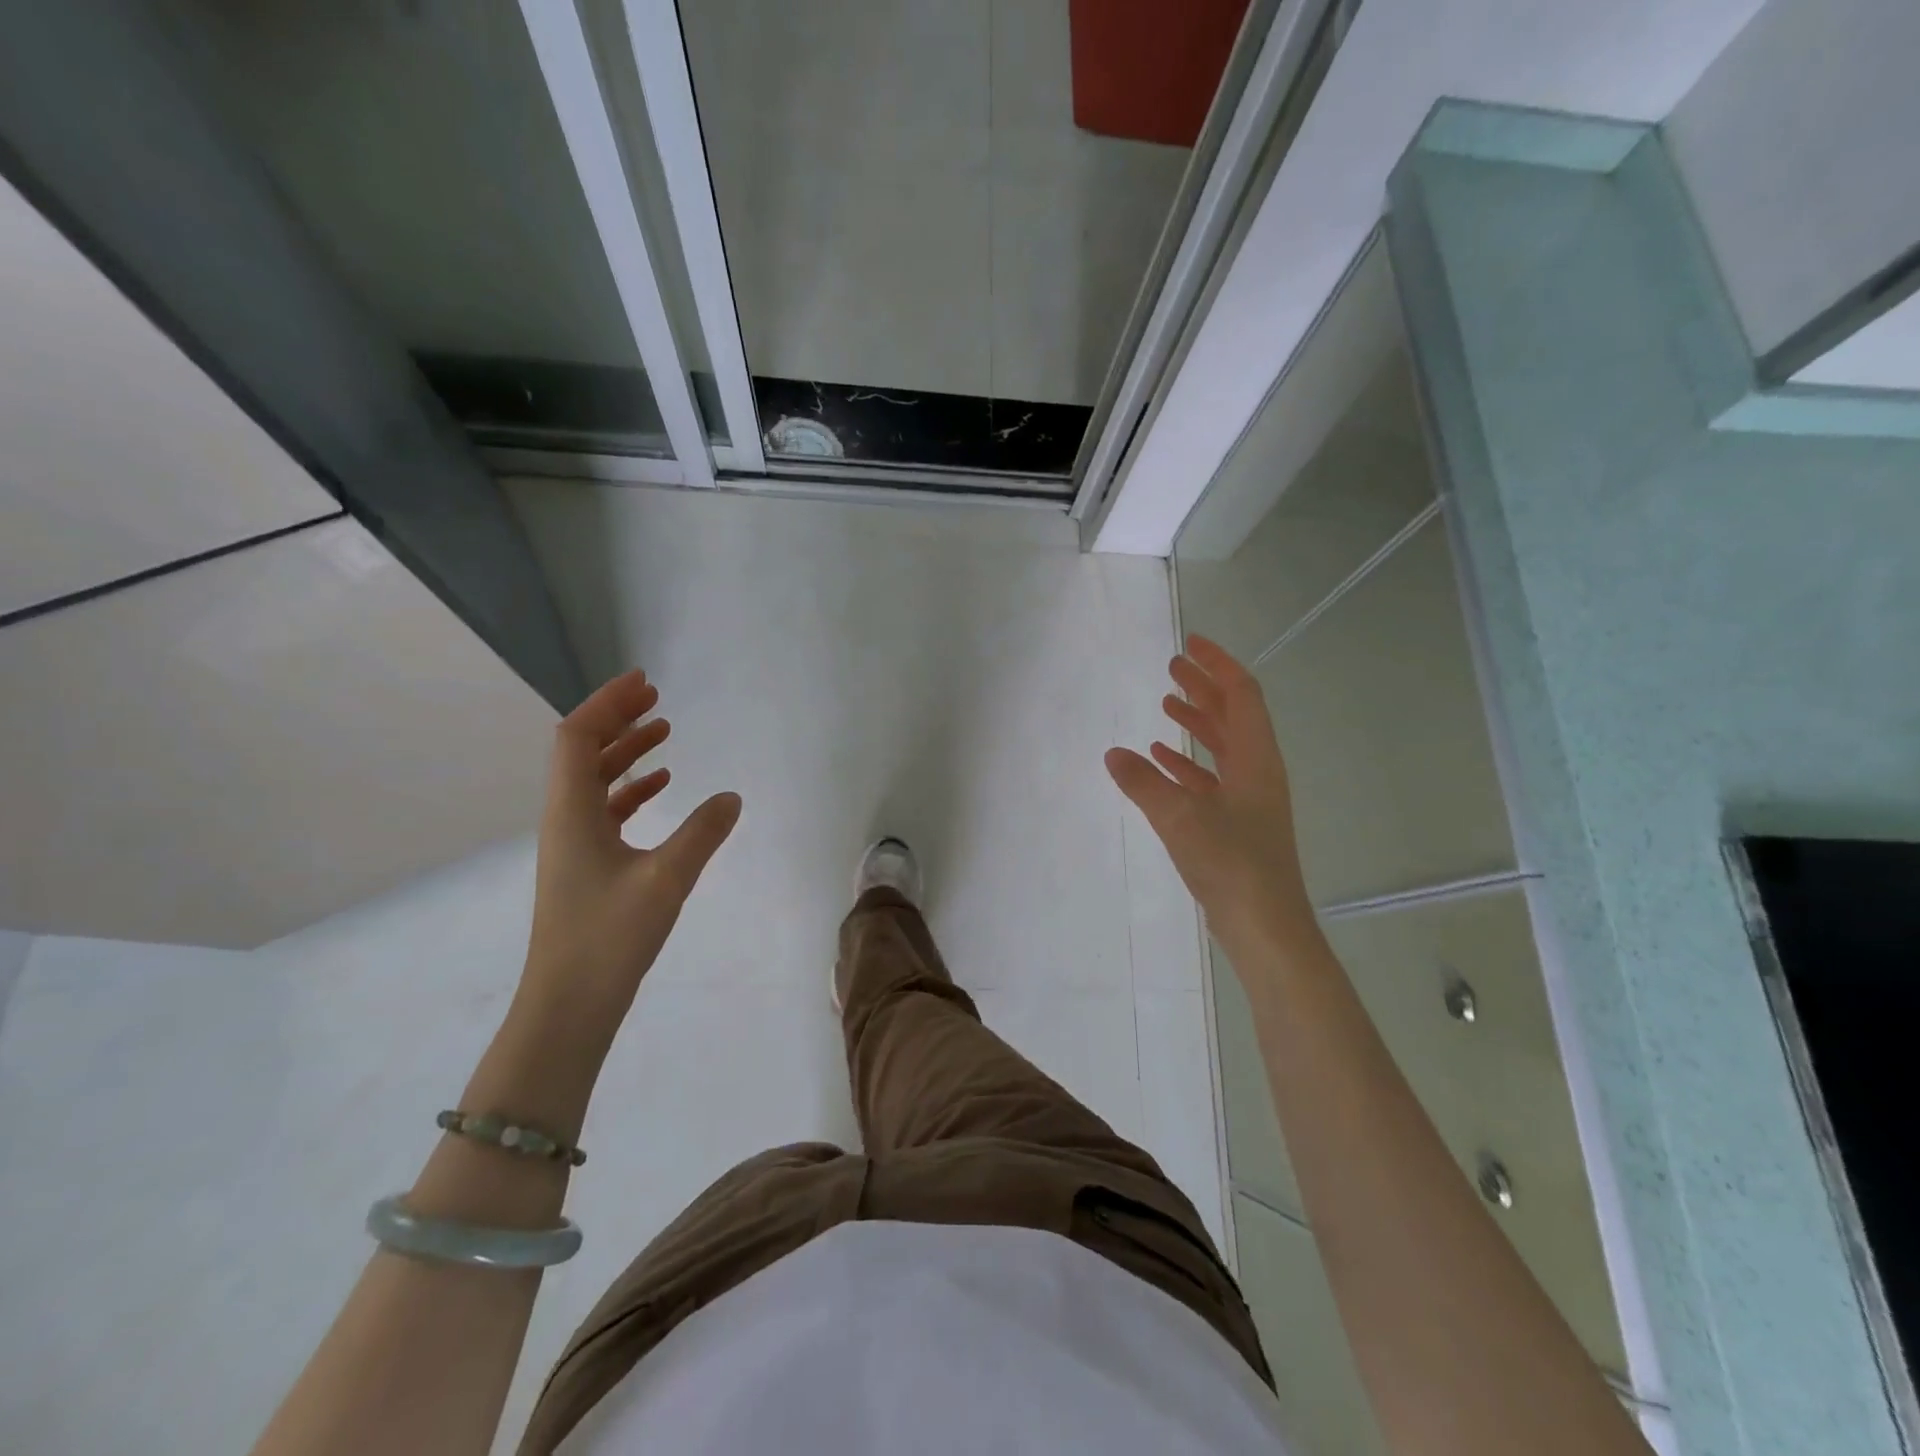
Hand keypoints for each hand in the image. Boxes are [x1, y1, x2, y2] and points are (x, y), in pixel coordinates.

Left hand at [519, 670, 740, 1044]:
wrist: (568, 1005)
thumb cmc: (610, 937)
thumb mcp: (666, 879)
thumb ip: (703, 833)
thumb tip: (733, 796)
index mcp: (571, 812)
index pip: (577, 736)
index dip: (607, 703)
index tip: (645, 682)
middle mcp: (564, 819)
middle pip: (582, 751)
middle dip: (617, 719)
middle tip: (657, 699)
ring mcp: (572, 844)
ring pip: (593, 780)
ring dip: (625, 752)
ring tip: (663, 733)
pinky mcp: (585, 866)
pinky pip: (604, 809)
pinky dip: (630, 788)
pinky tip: (661, 788)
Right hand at [1105, 635, 1311, 947]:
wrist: (1265, 927)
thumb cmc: (1231, 863)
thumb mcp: (1180, 817)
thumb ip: (1143, 783)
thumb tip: (1113, 753)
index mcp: (1256, 759)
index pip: (1241, 694)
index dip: (1217, 664)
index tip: (1190, 644)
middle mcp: (1257, 771)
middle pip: (1232, 716)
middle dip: (1203, 688)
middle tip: (1172, 667)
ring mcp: (1249, 799)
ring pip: (1222, 747)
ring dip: (1195, 722)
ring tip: (1165, 705)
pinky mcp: (1236, 824)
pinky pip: (1210, 778)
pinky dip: (1186, 763)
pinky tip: (1160, 760)